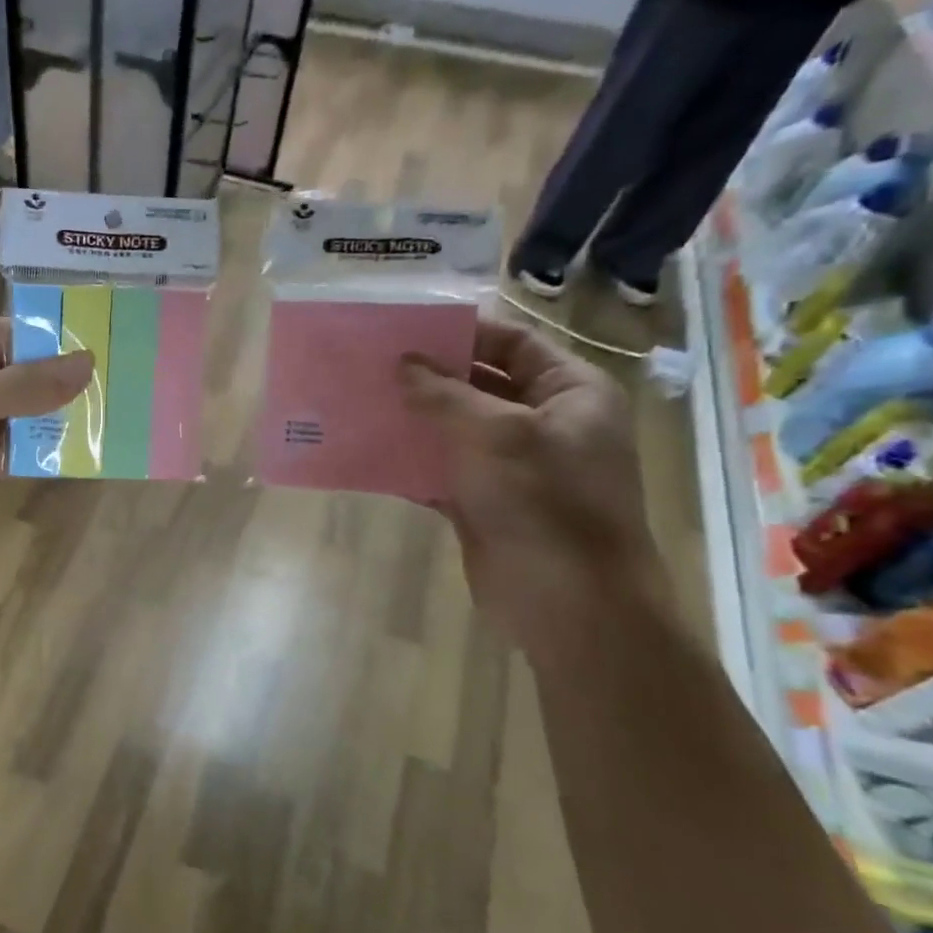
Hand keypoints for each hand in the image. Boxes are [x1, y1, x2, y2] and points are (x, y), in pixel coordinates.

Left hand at [0, 316, 90, 556]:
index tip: (97, 363)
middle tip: (104, 400)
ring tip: (91, 430)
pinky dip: (15, 454)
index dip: (49, 348)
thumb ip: (30, 384)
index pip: (4, 333)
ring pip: (0, 416)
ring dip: (35, 426)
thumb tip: (89, 361)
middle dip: (47, 392)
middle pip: (5, 375)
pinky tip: (56, 459)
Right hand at [400, 318, 666, 644]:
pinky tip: (370, 453)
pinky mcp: (486, 504)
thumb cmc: (545, 502)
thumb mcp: (495, 433)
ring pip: (456, 430)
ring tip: (361, 402)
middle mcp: (546, 423)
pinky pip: (443, 471)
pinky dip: (411, 463)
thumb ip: (444, 395)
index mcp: (571, 392)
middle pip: (480, 385)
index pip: (513, 343)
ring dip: (414, 419)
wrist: (569, 602)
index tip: (404, 329)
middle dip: (429, 377)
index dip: (462, 333)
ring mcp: (514, 468)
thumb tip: (402, 364)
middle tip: (371, 365)